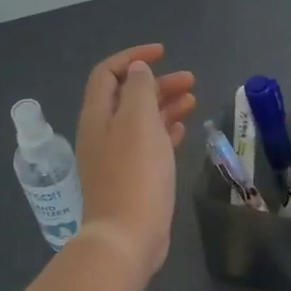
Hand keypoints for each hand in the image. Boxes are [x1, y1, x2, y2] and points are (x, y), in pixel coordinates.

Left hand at [74, 45, 196, 276]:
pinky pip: (147, 145)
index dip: (133, 57)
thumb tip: (137, 70)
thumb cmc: (134, 173)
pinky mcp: (131, 178)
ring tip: (193, 100)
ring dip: (164, 105)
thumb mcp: (138, 121)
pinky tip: (182, 129)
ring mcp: (116, 157)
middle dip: (157, 83)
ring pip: (140, 121)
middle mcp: (102, 133)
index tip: (163, 53)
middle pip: (127, 96)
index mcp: (97, 115)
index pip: (108, 73)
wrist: (127, 236)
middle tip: (190, 81)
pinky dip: (164, 131)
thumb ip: (138, 89)